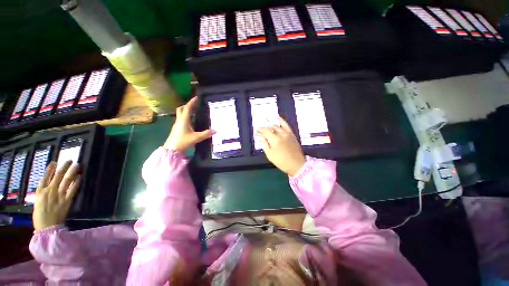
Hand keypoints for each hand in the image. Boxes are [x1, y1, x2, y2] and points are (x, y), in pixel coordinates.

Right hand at [33, 161, 80, 230]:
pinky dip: (76, 182)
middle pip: (57, 176)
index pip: (45, 177)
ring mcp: (59, 195)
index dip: (50, 169)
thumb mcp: (37, 202)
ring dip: (72, 171)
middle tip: (69, 160)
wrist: (47, 227)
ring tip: (77, 165)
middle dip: (64, 167)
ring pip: (66, 180)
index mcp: (40, 192)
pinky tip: (80, 177)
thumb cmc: (40, 216)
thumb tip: (46, 183)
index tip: (54, 162)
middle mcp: (50, 191)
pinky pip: (72, 189)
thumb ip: (41, 192)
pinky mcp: (67, 200)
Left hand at [163, 96, 214, 151]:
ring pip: (180, 114)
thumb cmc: (183, 141)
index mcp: (184, 120)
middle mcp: (179, 120)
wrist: (172, 149)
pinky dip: (186, 117)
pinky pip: (181, 119)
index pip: (188, 108)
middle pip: (181, 109)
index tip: (196, 97)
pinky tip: (192, 121)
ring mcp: (177, 124)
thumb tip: (215, 130)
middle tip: (194, 105)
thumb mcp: (196, 138)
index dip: (192, 102)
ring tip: (195, 112)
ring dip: (186, 111)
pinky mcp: (177, 128)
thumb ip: (206, 134)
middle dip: (187, 105)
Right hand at [257, 117, 305, 175]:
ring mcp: (288, 133)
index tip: (256, 130)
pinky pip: (286, 125)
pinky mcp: (292, 134)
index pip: (266, 131)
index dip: (260, 130)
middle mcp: (281, 134)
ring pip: (278, 126)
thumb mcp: (270, 155)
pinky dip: (282, 121)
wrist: (296, 164)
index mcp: (275, 139)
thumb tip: (263, 136)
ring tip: (267, 122)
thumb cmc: (281, 161)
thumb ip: (265, 144)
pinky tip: (279, 118)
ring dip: (272, 124)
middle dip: (265, 127)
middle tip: (261, 129)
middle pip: (272, 127)